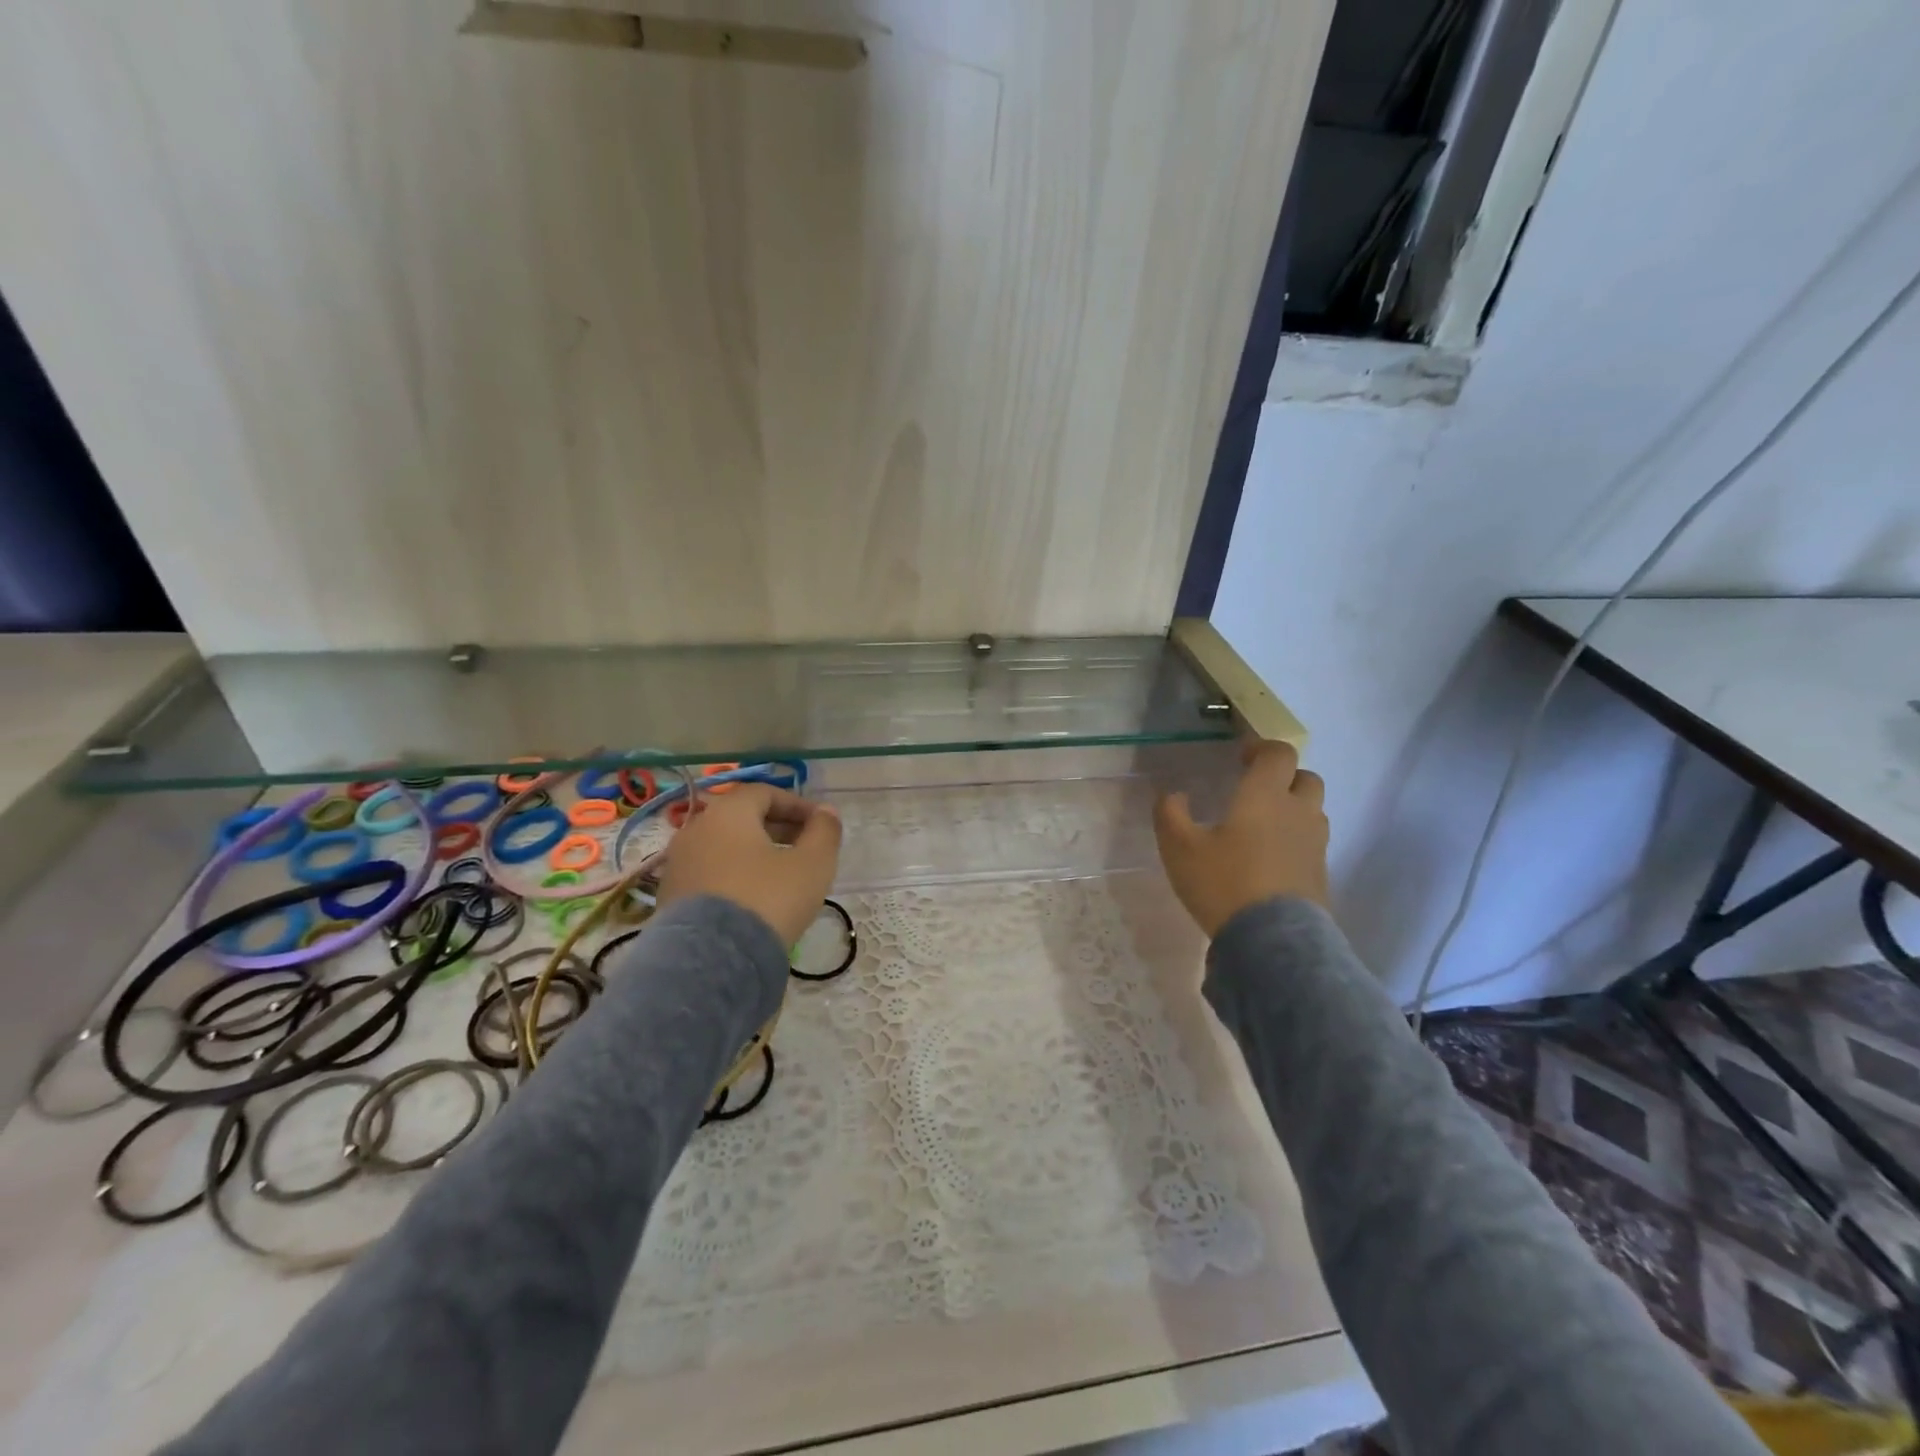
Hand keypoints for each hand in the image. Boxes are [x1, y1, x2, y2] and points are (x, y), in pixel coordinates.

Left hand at [657, 783, 842, 945]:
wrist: (711, 961)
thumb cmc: (769, 899)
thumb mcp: (812, 864)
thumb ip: (824, 831)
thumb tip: (827, 812)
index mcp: (727, 813)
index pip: (765, 793)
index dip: (798, 805)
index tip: (822, 825)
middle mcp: (695, 829)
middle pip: (742, 818)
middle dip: (778, 829)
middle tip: (806, 849)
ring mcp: (678, 864)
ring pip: (724, 847)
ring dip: (756, 853)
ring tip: (782, 876)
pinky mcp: (670, 897)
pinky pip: (710, 873)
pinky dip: (734, 876)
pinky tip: (754, 899)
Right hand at [1153, 740, 1328, 936]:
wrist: (1272, 941)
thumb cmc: (1223, 883)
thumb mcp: (1179, 848)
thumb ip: (1171, 814)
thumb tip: (1174, 796)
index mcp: (1265, 796)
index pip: (1279, 754)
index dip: (1262, 749)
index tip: (1242, 758)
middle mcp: (1298, 813)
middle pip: (1306, 778)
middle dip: (1284, 777)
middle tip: (1257, 791)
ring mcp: (1315, 845)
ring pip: (1313, 812)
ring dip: (1293, 809)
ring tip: (1263, 826)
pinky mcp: (1321, 875)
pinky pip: (1312, 844)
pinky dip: (1295, 841)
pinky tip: (1270, 860)